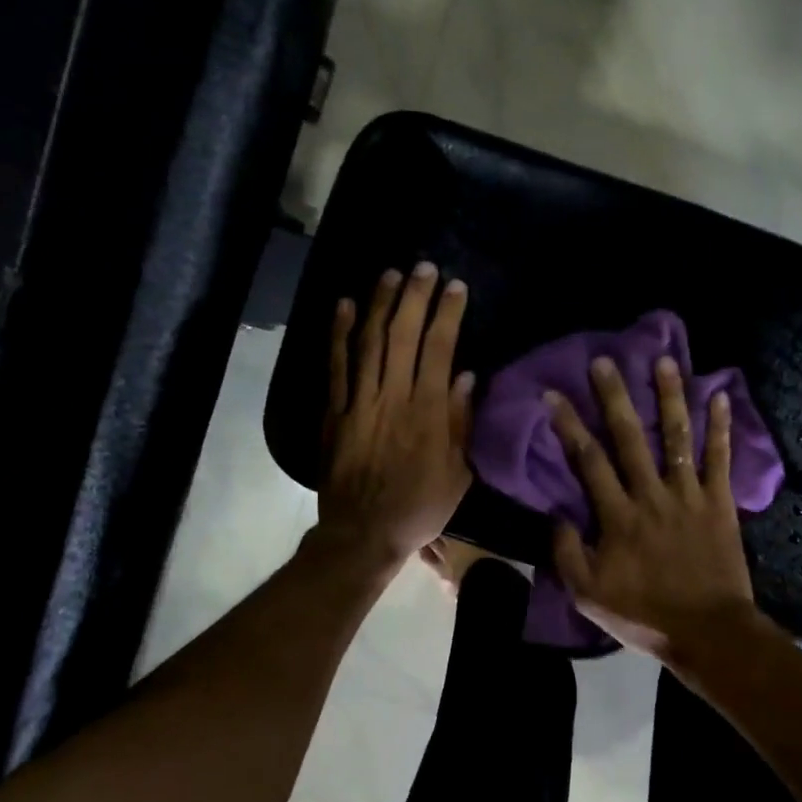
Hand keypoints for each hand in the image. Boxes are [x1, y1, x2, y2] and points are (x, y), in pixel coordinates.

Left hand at [316, 263, 473, 566]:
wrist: (363, 533)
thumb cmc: (419, 507)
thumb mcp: (457, 474)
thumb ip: (461, 423)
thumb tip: (467, 376)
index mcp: (428, 412)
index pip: (440, 349)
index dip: (448, 314)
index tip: (456, 287)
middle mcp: (393, 397)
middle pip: (403, 335)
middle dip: (415, 297)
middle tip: (424, 268)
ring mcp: (359, 401)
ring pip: (368, 341)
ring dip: (379, 304)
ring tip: (390, 274)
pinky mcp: (334, 411)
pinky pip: (336, 365)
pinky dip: (338, 334)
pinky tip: (343, 306)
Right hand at [547, 354, 760, 662]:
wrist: (708, 633)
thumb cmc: (644, 615)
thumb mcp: (588, 594)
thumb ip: (568, 553)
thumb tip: (556, 515)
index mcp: (618, 517)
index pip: (588, 461)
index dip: (569, 425)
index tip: (554, 394)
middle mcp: (652, 495)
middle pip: (630, 438)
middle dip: (615, 397)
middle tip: (604, 361)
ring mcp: (689, 496)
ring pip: (677, 438)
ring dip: (670, 398)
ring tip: (665, 361)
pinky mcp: (720, 503)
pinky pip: (720, 459)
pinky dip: (721, 428)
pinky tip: (720, 396)